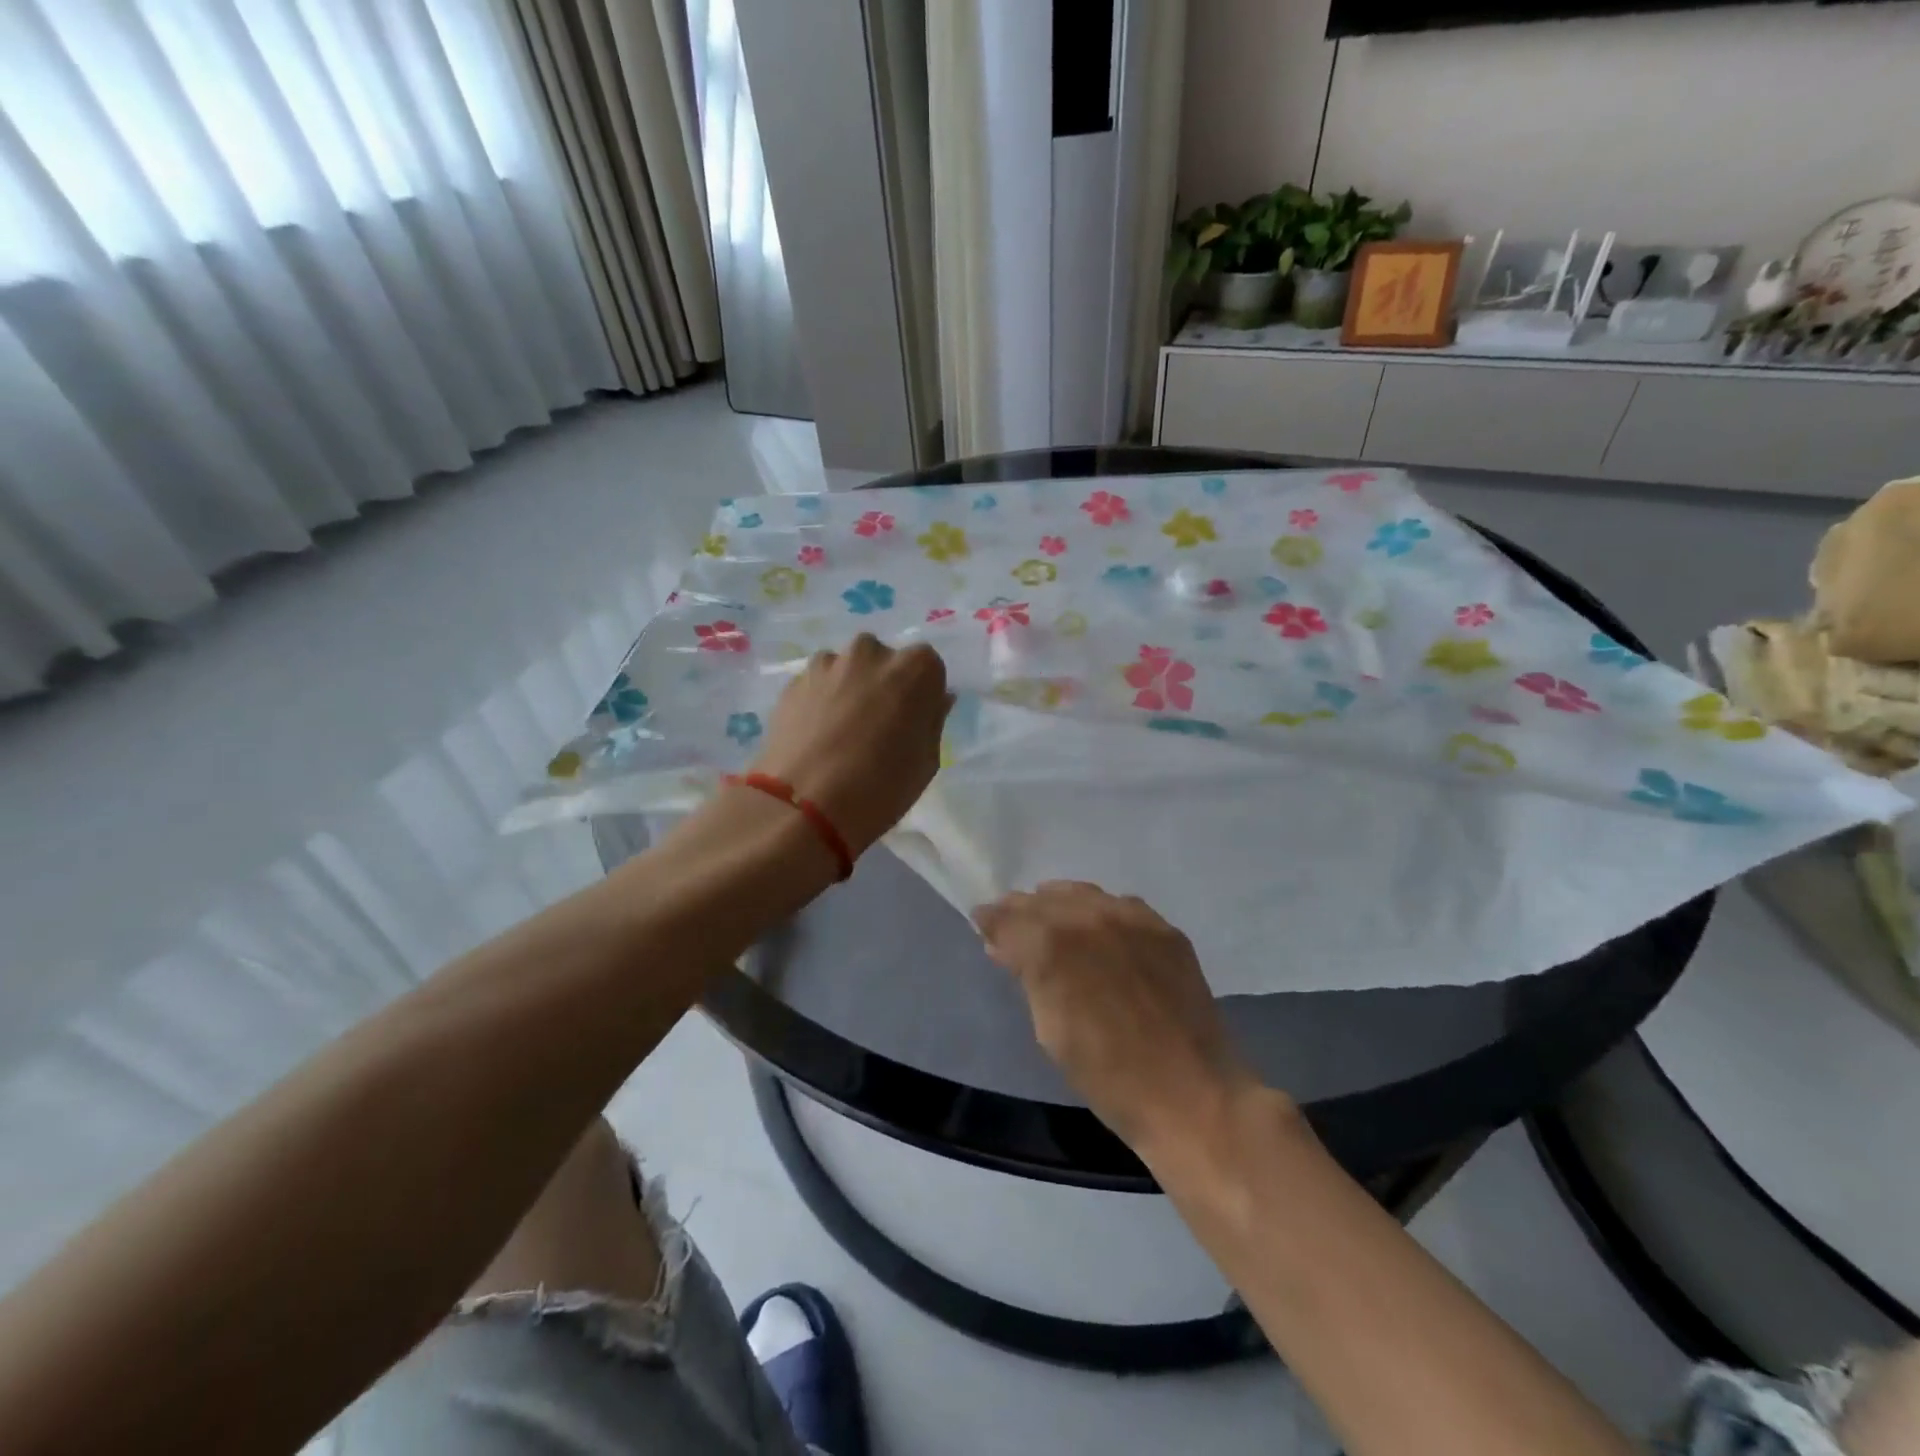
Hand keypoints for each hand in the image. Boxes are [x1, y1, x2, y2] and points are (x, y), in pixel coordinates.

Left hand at [751, 634, 951, 856]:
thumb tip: (936, 701)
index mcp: (914, 668)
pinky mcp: (793, 682)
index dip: (922, 695)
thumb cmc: (881, 787)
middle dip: (883, 685)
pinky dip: (820, 701)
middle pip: (883, 661)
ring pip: (846, 670)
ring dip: (848, 689)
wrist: (805, 806)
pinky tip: (816, 737)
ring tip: (841, 732)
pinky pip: (817, 685)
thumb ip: (933, 721)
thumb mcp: (927, 762)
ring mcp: (827, 664)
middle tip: (877, 726)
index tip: (913, 722)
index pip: (927, 667)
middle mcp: (870, 653)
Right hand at [973, 882, 1260, 1153]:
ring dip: (1060, 905)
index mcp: (1052, 945)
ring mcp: (1133, 918)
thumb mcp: (1049, 1029)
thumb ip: (1027, 977)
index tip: (983, 927)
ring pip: (1082, 893)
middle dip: (1023, 910)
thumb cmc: (1106, 1077)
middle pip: (1043, 898)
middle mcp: (1090, 917)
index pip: (1008, 917)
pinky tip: (1100, 932)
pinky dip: (1100, 912)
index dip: (991, 921)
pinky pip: (1121, 906)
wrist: (1191, 1095)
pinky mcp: (1165, 928)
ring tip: (1054, 924)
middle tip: (1013, 927)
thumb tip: (1004, 946)